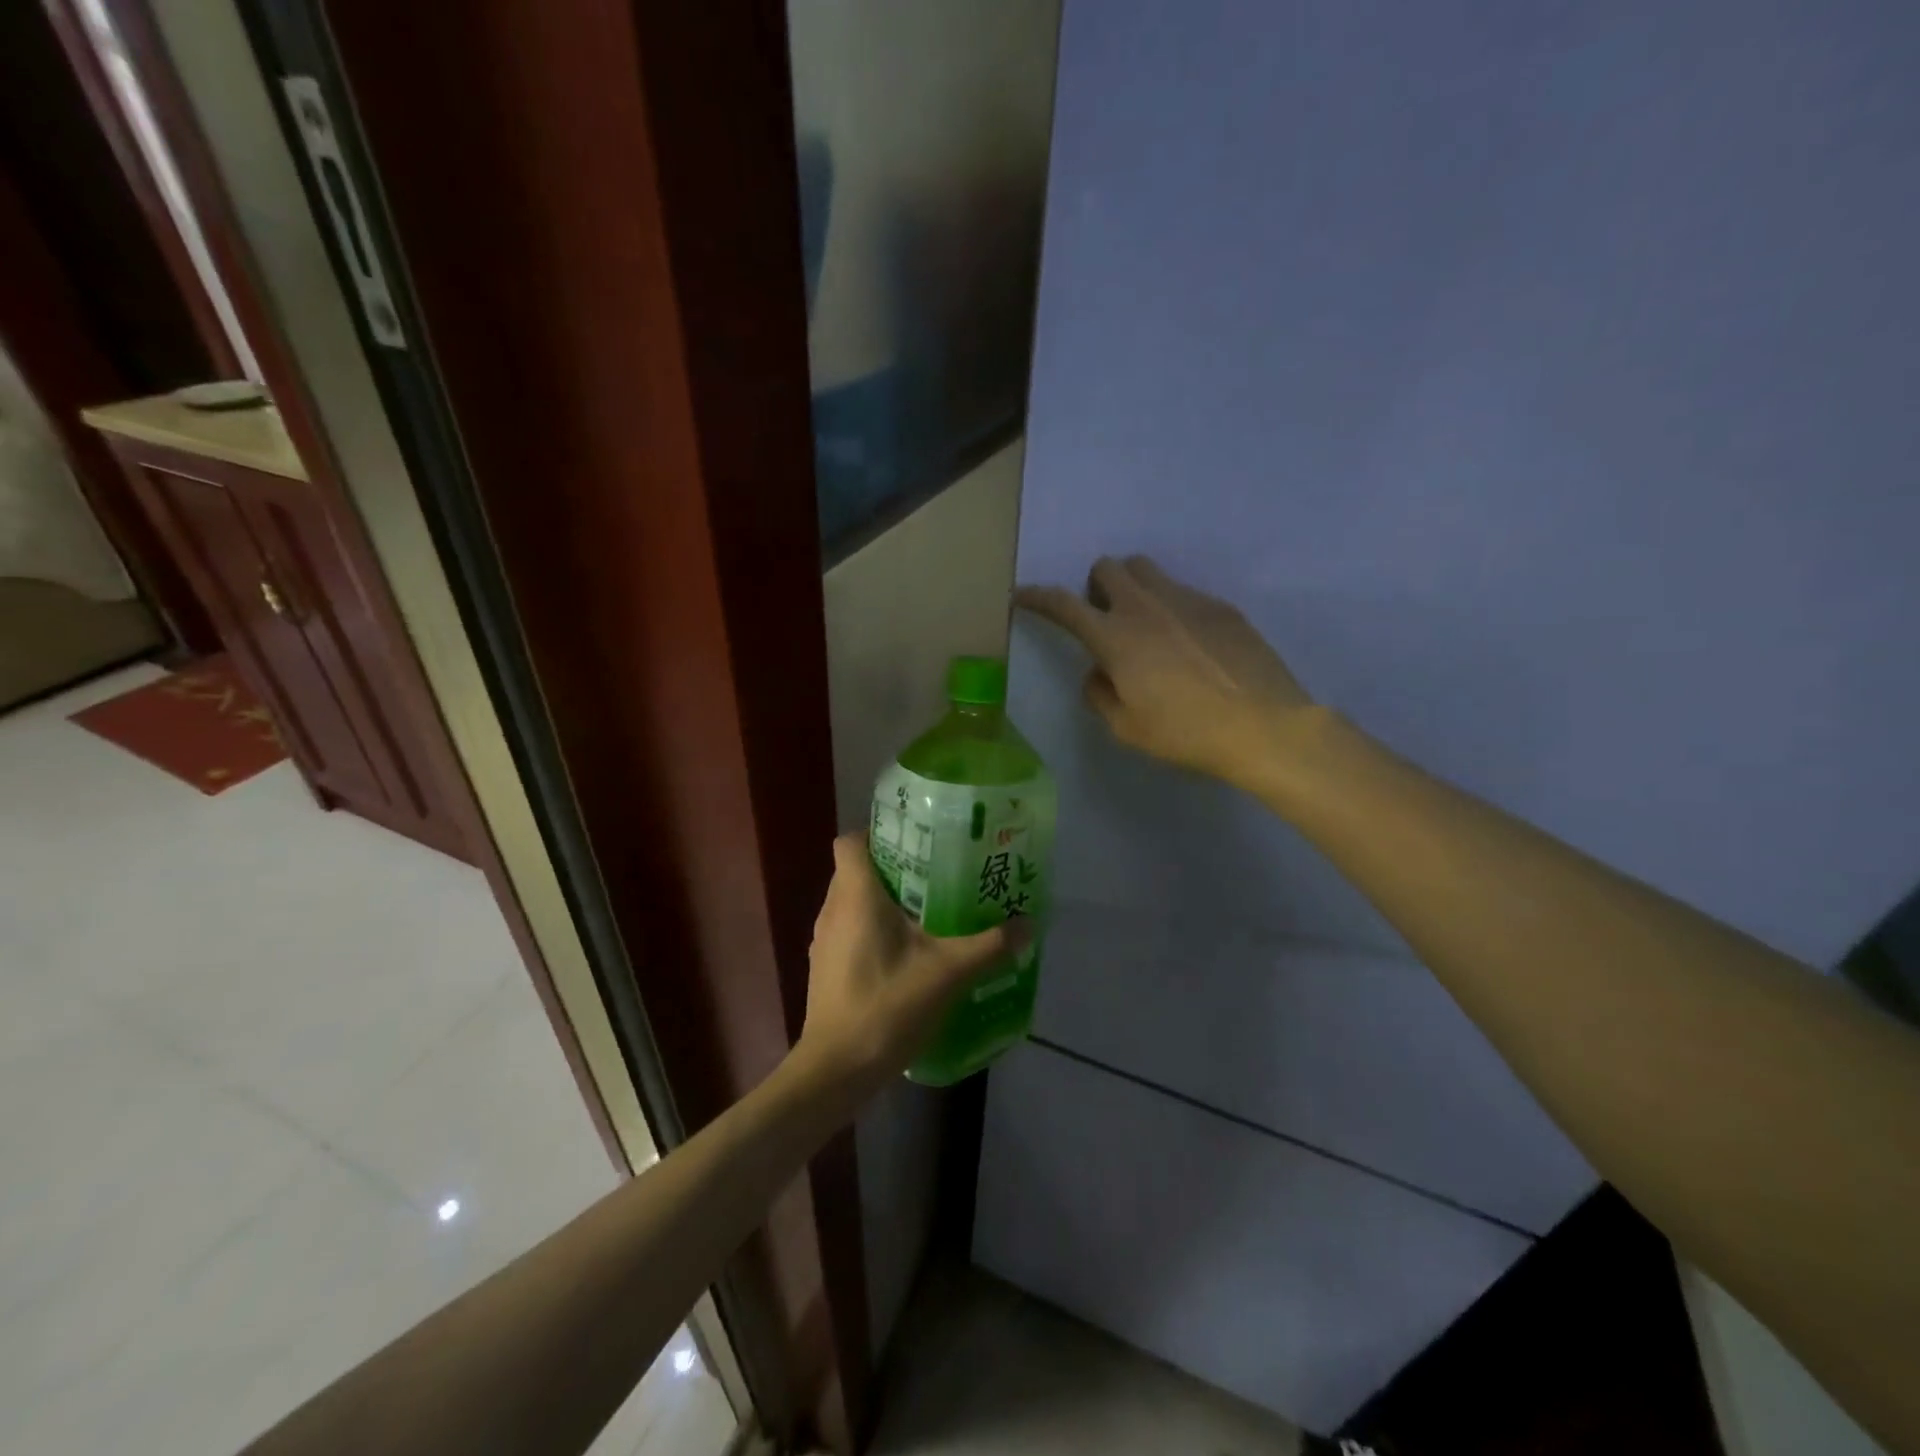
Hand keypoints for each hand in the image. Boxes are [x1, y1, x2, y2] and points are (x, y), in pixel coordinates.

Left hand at [796, 834, 1027, 1093]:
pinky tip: (908, 952)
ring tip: (929, 910)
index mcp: (855, 895)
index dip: (879, 833)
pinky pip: (850, 930)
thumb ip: (990, 945)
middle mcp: (832, 909)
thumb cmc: (887, 1007)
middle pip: (857, 869)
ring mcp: (824, 940)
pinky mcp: (825, 967)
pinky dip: (874, 929)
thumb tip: (1029, 923)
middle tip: (938, 873)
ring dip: (885, 901)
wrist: (836, 1070)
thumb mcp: (949, 973)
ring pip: (853, 901)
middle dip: (895, 867)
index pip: (852, 840)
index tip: (917, 840)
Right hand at [1016, 555, 1315, 786]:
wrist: (1263, 725)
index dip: (1037, 597)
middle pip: (1107, 567)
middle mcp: (1145, 606)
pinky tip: (1188, 644)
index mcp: (1115, 637)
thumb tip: (1098, 672)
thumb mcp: (1127, 728)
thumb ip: (1100, 694)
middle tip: (1105, 620)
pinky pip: (1181, 591)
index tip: (1021, 596)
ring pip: (1145, 570)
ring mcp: (1185, 599)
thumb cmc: (1185, 732)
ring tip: (1145, 625)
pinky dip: (1170, 607)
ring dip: (1131, 587)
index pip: (1063, 604)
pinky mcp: (1219, 605)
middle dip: (1095, 587)